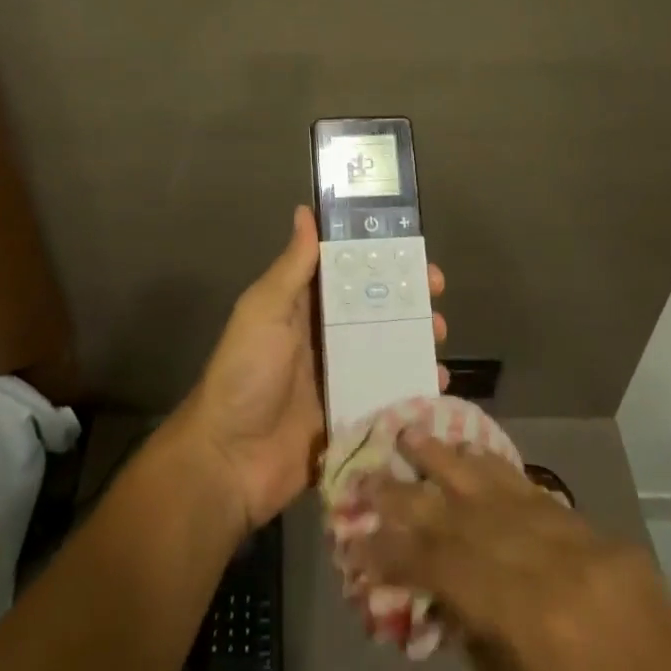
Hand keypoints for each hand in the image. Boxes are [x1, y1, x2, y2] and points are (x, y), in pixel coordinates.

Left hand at [182, 206, 447, 528]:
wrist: (230, 460)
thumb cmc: (246, 372)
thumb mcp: (264, 310)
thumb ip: (292, 267)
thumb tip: (305, 210)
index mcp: (304, 307)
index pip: (348, 272)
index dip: (380, 259)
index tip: (414, 251)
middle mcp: (326, 336)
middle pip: (375, 309)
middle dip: (407, 299)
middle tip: (436, 295)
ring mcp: (342, 377)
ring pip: (388, 349)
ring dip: (416, 339)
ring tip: (439, 335)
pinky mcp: (353, 415)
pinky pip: (390, 394)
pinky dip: (414, 386)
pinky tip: (438, 383)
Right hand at [353, 432, 634, 652]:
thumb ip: (481, 650)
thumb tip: (443, 591)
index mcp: (539, 621)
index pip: (448, 564)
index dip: (397, 549)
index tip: (356, 535)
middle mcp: (563, 565)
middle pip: (471, 515)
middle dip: (413, 494)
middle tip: (368, 471)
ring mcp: (594, 546)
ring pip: (508, 490)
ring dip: (454, 462)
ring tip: (411, 433)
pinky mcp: (614, 544)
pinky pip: (547, 501)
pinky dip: (504, 477)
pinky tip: (475, 457)